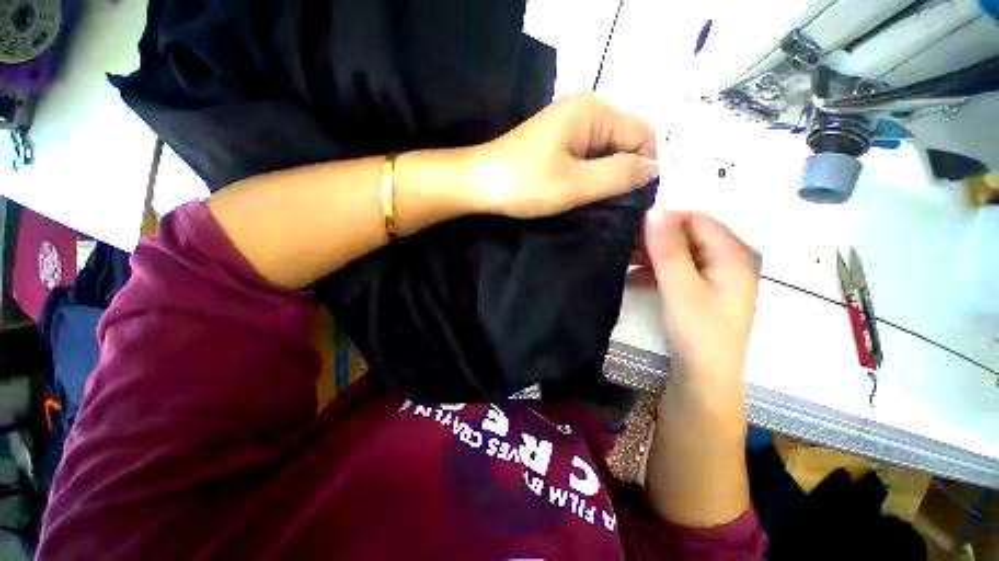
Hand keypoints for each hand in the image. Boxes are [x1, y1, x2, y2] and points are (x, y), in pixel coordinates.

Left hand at [470, 93, 658, 217]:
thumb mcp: (576, 183)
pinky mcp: (559, 140)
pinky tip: (581, 190)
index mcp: (594, 110)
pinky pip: (589, 155)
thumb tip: (656, 168)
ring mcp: (570, 124)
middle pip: (627, 140)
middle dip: (624, 172)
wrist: (479, 183)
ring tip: (594, 200)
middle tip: (610, 203)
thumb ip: (620, 174)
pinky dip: (591, 173)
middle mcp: (586, 109)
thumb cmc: (525, 183)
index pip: (643, 134)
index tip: (631, 199)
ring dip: (607, 175)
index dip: (643, 167)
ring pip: (608, 150)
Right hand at [643, 210, 757, 401]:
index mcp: (733, 255)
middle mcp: (728, 261)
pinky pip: (678, 270)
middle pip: (689, 235)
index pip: (697, 219)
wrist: (704, 378)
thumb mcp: (680, 288)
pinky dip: (657, 270)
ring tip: (625, 259)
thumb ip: (668, 249)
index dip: (666, 219)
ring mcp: (715, 277)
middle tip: (625, 244)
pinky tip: (636, 277)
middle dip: (656, 238)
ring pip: (681, 253)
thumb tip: (655, 210)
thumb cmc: (698, 333)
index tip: (633, 227)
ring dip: (653, 254)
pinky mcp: (702, 291)